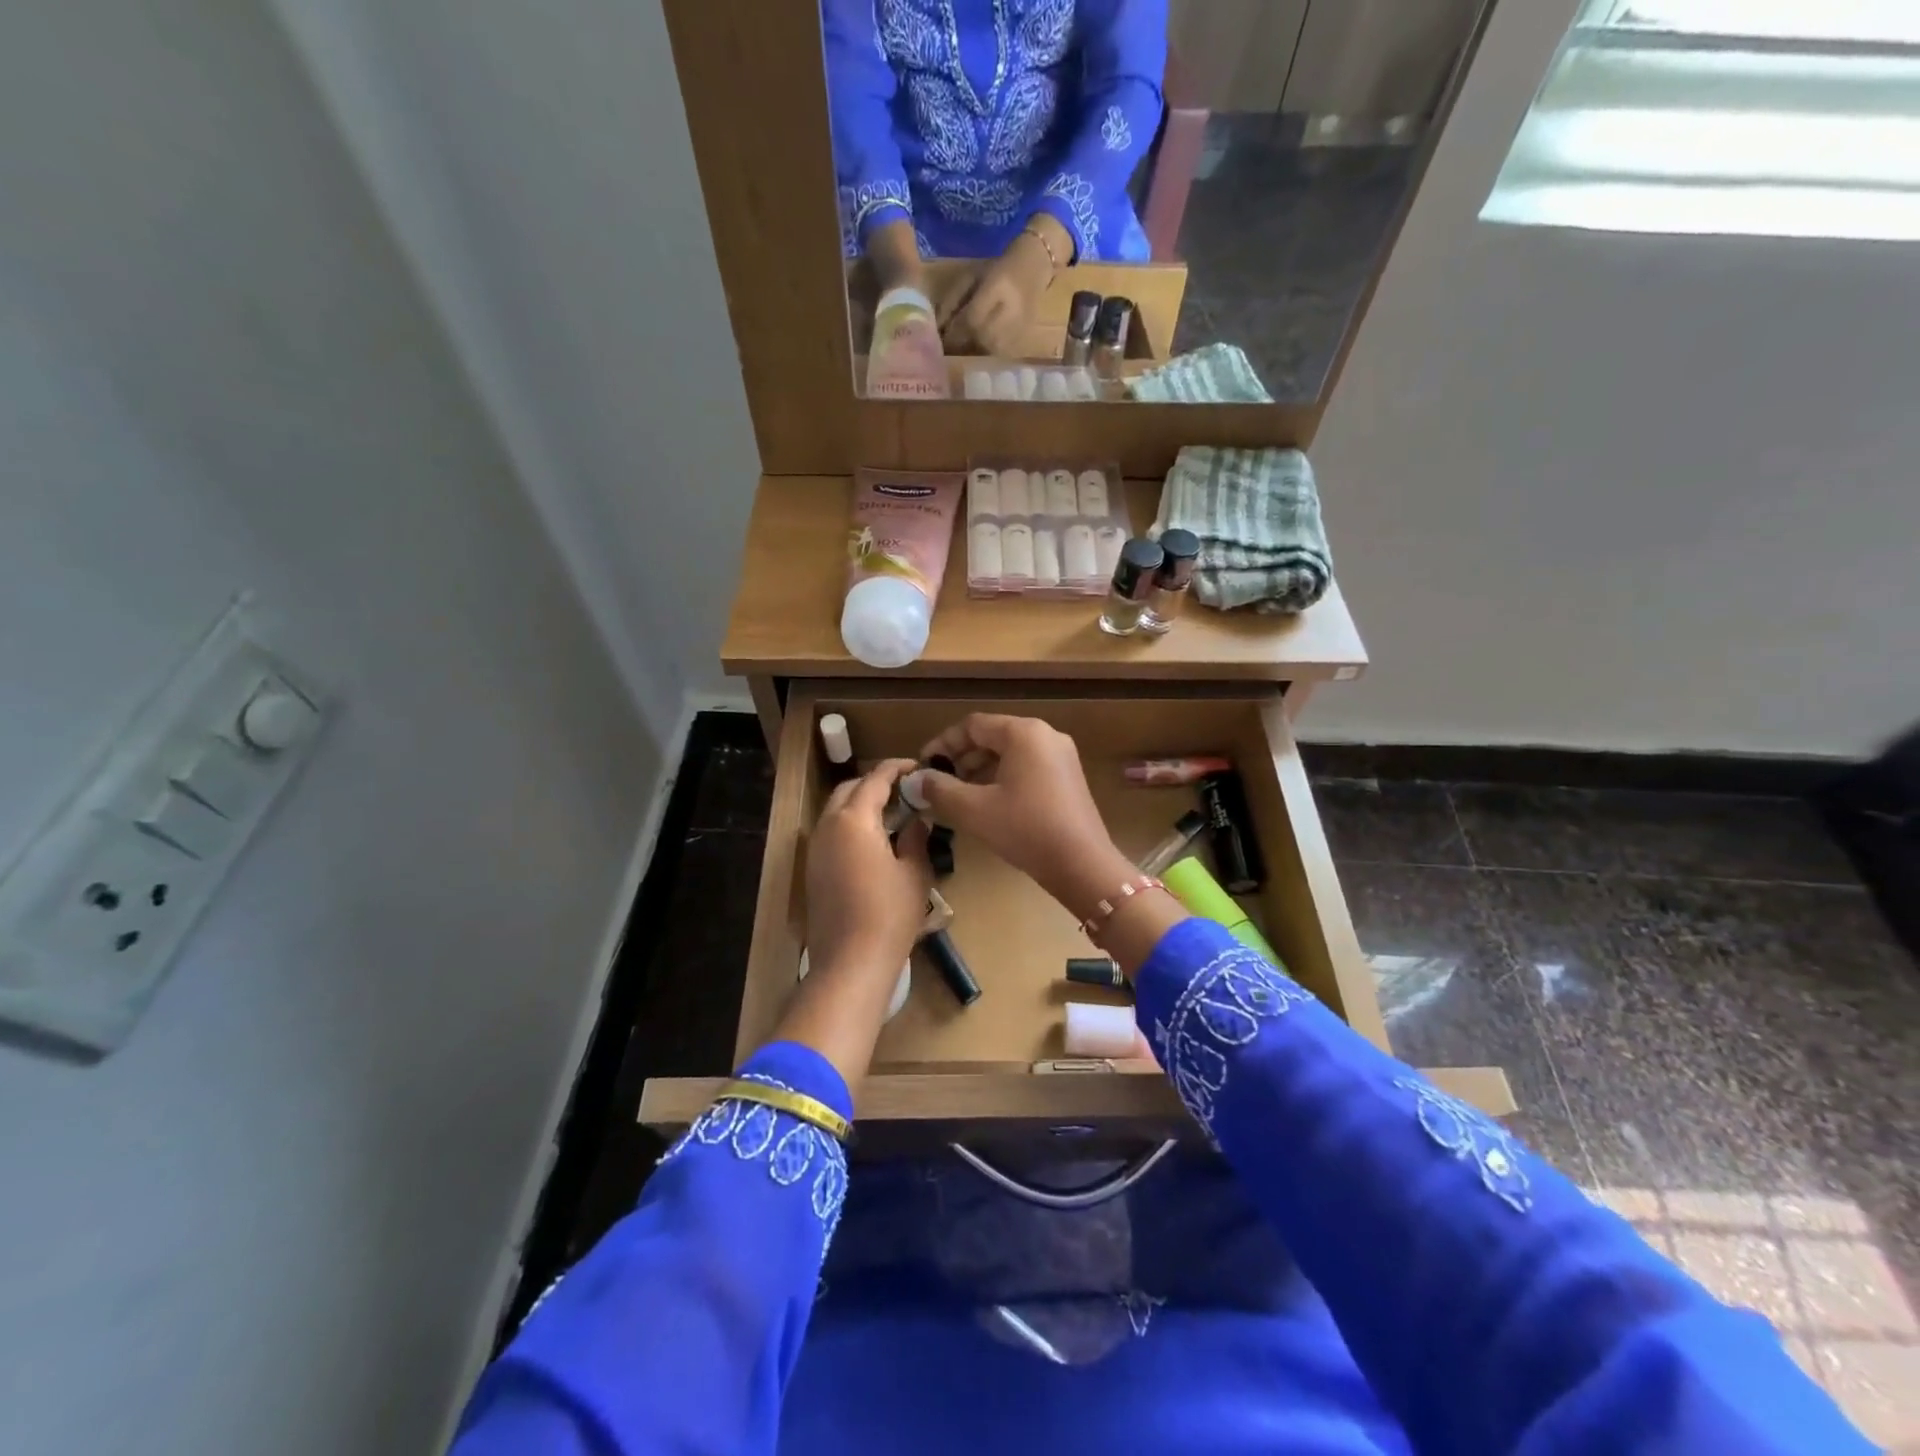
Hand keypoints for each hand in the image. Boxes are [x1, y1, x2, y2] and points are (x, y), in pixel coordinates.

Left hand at [805, 759, 934, 978]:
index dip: (896, 769)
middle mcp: (828, 827)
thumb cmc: (890, 914)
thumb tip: (917, 820)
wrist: (851, 961)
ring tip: (892, 813)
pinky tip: (874, 841)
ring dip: (860, 804)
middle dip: (875, 783)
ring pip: (836, 811)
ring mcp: (816, 849)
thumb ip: (916, 838)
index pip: (874, 780)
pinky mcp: (813, 870)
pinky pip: (831, 832)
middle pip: (849, 790)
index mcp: (853, 820)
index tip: (916, 766)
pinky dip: (851, 825)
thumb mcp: (914, 872)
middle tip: (904, 790)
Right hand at [915, 715, 1136, 922]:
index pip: (972, 725)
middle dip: (961, 758)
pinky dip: (1002, 778)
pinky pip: (1027, 767)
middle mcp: (1045, 735)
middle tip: (938, 783)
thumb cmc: (1025, 829)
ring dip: (980, 770)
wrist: (1082, 864)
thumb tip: (914, 780)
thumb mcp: (974, 809)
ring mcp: (1061, 756)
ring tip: (958, 796)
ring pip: (1010, 753)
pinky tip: (988, 804)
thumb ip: (940, 789)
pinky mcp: (1068, 778)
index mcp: (1023, 733)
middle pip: (992, 736)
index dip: (943, 744)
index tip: (923, 767)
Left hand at [937, 228, 1055, 355]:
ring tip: (964, 348)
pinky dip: (987, 353)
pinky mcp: (1026, 335)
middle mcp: (1011, 309)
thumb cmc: (997, 268)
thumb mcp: (971, 276)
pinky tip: (980, 348)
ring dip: (974, 351)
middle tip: (950, 347)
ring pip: (992, 349)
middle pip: (981, 337)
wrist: (1035, 264)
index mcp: (997, 287)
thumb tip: (937, 328)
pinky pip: (1002, 353)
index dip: (954, 332)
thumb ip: (952, 301)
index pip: (971, 318)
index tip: (941, 338)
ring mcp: (1021, 324)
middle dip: (962, 343)